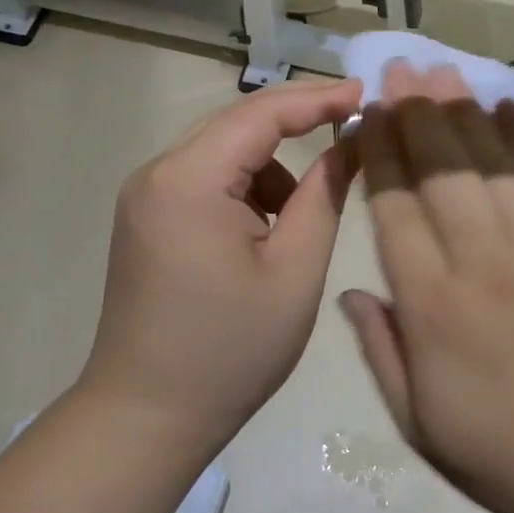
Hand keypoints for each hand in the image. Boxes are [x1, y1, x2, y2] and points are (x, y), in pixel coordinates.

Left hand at [82, 78, 362, 455]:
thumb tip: (351, 140)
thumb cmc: (231, 350)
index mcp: (189, 181)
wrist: (147, 418)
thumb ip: (325, 194)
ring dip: (271, 165)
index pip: (261, 113)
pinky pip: (207, 178)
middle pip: (238, 122)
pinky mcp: (147, 217)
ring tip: (299, 220)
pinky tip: (263, 233)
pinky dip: (245, 188)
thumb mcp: (295, 270)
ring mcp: (146, 195)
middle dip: (298, 121)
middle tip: (354, 124)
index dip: (319, 98)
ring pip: (224, 150)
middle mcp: (157, 173)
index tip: (367, 94)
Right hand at [340, 63, 513, 512]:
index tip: (365, 113)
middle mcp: (480, 261)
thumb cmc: (503, 452)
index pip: (395, 208)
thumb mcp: (418, 423)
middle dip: (415, 113)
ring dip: (462, 111)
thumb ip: (381, 350)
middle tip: (399, 68)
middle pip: (441, 170)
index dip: (377, 153)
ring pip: (489, 163)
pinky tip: (506, 106)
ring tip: (442, 71)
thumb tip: (351, 292)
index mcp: (432, 305)